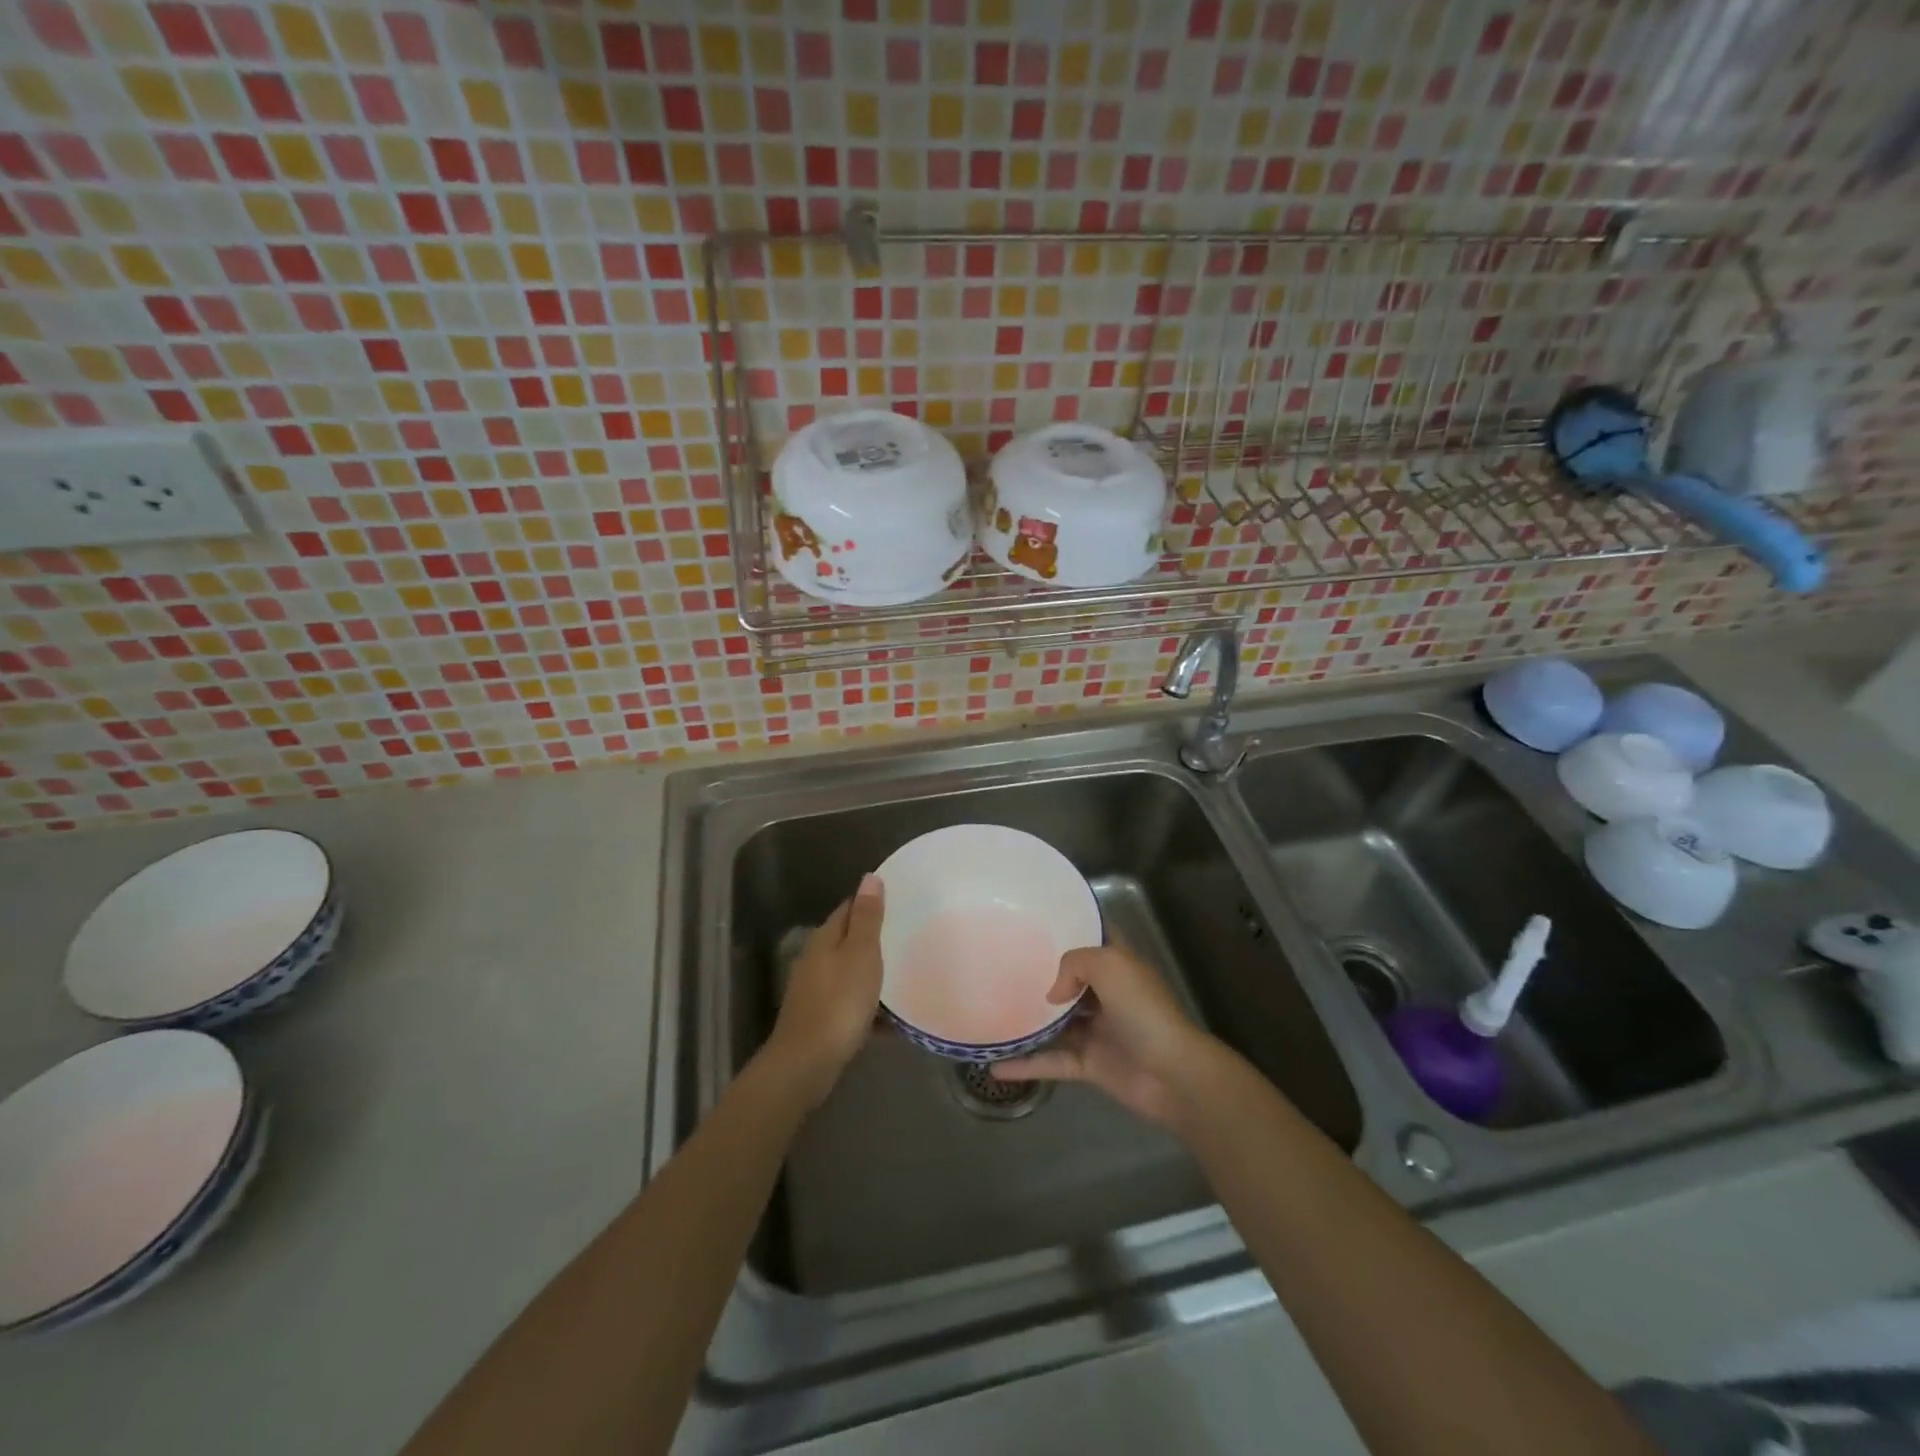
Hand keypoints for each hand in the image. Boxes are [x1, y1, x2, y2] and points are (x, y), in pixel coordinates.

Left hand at [763, 874, 884, 1108]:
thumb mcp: (861, 954)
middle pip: (847, 941)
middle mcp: (815, 960)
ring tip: (904, 975)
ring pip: (849, 973)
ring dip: (872, 974)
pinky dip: (869, 1008)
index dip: (871, 902)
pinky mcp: (820, 1020)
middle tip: (908, 937)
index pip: (848, 908)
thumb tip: (869, 877)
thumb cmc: (839, 1001)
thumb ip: (867, 917)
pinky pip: (850, 1005)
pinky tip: (891, 1021)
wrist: (807, 1063)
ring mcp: (815, 991)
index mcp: (824, 939)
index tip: (899, 902)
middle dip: (874, 939)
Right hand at [992, 944, 1226, 1130]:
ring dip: (1031, 1019)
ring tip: (993, 1009)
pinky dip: (1027, 1065)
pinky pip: (1053, 1061)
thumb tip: (1053, 993)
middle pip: (1071, 979)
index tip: (1040, 918)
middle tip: (1004, 963)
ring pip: (1058, 1021)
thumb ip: (1073, 964)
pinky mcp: (1091, 1064)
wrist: (1172, 1074)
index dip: (1075, 923)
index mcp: (1118, 965)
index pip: (1097, 936)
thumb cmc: (1144, 1010)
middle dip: (1042, 972)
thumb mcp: (1109, 965)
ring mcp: (1098, 1030)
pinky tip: (996, 1066)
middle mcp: (1107, 994)